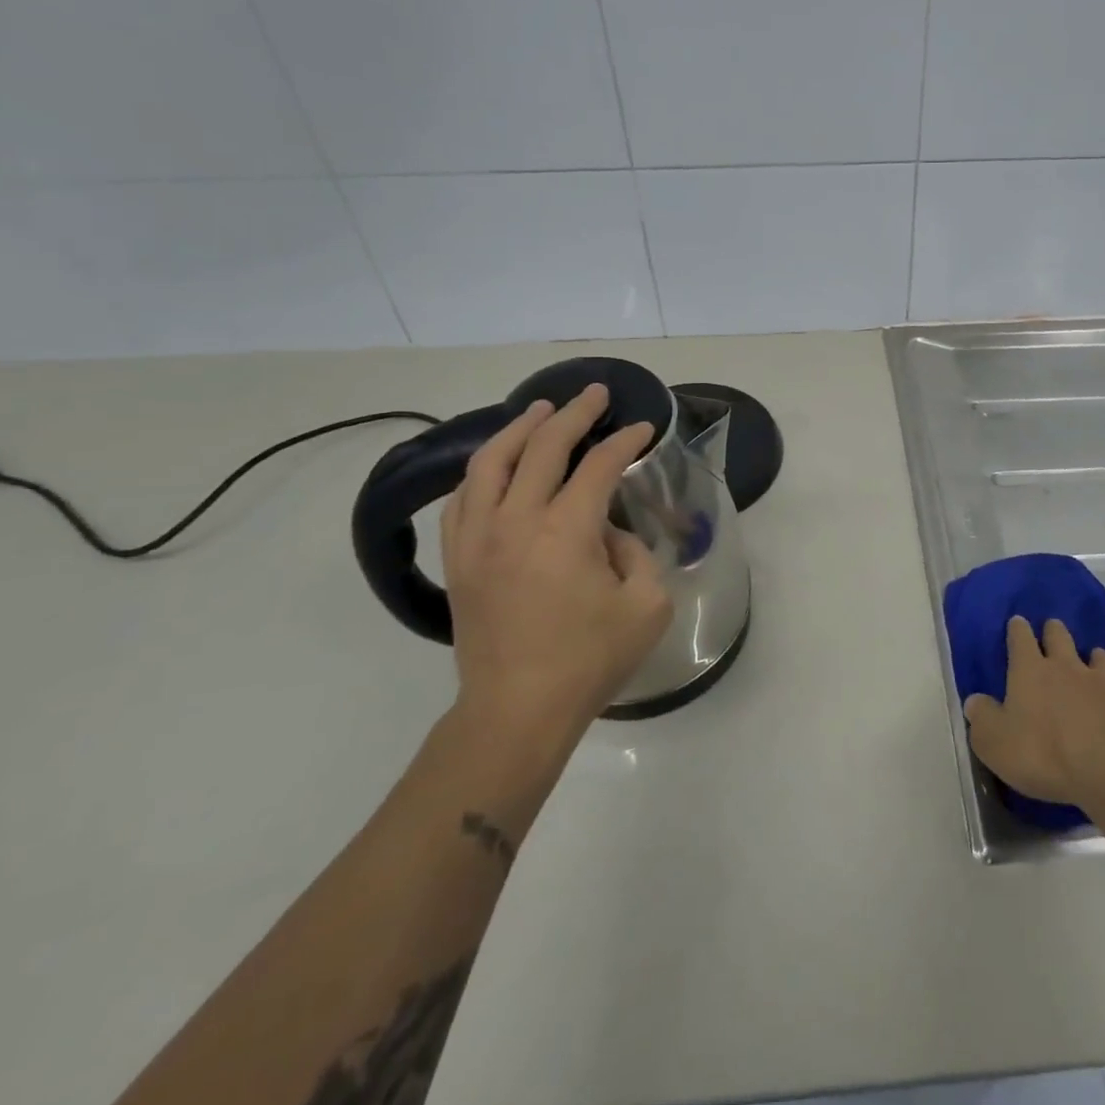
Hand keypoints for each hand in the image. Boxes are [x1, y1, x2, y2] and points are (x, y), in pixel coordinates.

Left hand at [440, 385, 673, 740]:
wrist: (516, 710)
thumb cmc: (589, 660)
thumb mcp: (647, 606)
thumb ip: (636, 554)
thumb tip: (607, 533)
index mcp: (566, 531)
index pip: (600, 465)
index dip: (626, 441)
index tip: (644, 428)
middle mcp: (515, 520)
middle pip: (543, 447)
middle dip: (575, 414)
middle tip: (595, 394)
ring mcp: (477, 537)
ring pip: (490, 462)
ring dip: (519, 429)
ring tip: (541, 411)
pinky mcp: (457, 558)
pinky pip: (463, 497)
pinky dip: (484, 470)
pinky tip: (497, 464)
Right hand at [962, 617, 1104, 807]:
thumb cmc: (1042, 754)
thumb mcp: (994, 742)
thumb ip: (981, 718)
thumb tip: (975, 702)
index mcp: (1030, 670)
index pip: (1019, 637)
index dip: (1017, 629)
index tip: (1016, 624)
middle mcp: (1066, 666)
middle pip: (1060, 636)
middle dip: (1054, 632)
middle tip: (1052, 634)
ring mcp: (1103, 683)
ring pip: (1100, 656)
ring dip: (1095, 656)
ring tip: (1093, 660)